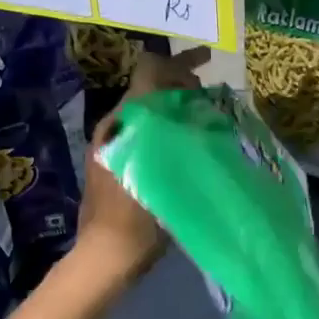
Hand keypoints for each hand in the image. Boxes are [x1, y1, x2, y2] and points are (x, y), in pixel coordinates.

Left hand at [74, 46, 213, 279]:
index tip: (206, 65)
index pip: (150, 71)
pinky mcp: (118, 161)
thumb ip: (180, 137)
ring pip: (150, 109)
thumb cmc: (136, 217)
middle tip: (212, 95)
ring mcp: (115, 143)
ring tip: (208, 115)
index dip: (179, 62)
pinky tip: (191, 142)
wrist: (106, 255)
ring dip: (178, 105)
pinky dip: (170, 126)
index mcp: (125, 120)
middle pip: (151, 87)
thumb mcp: (162, 173)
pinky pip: (147, 130)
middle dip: (182, 83)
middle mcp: (117, 124)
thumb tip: (203, 109)